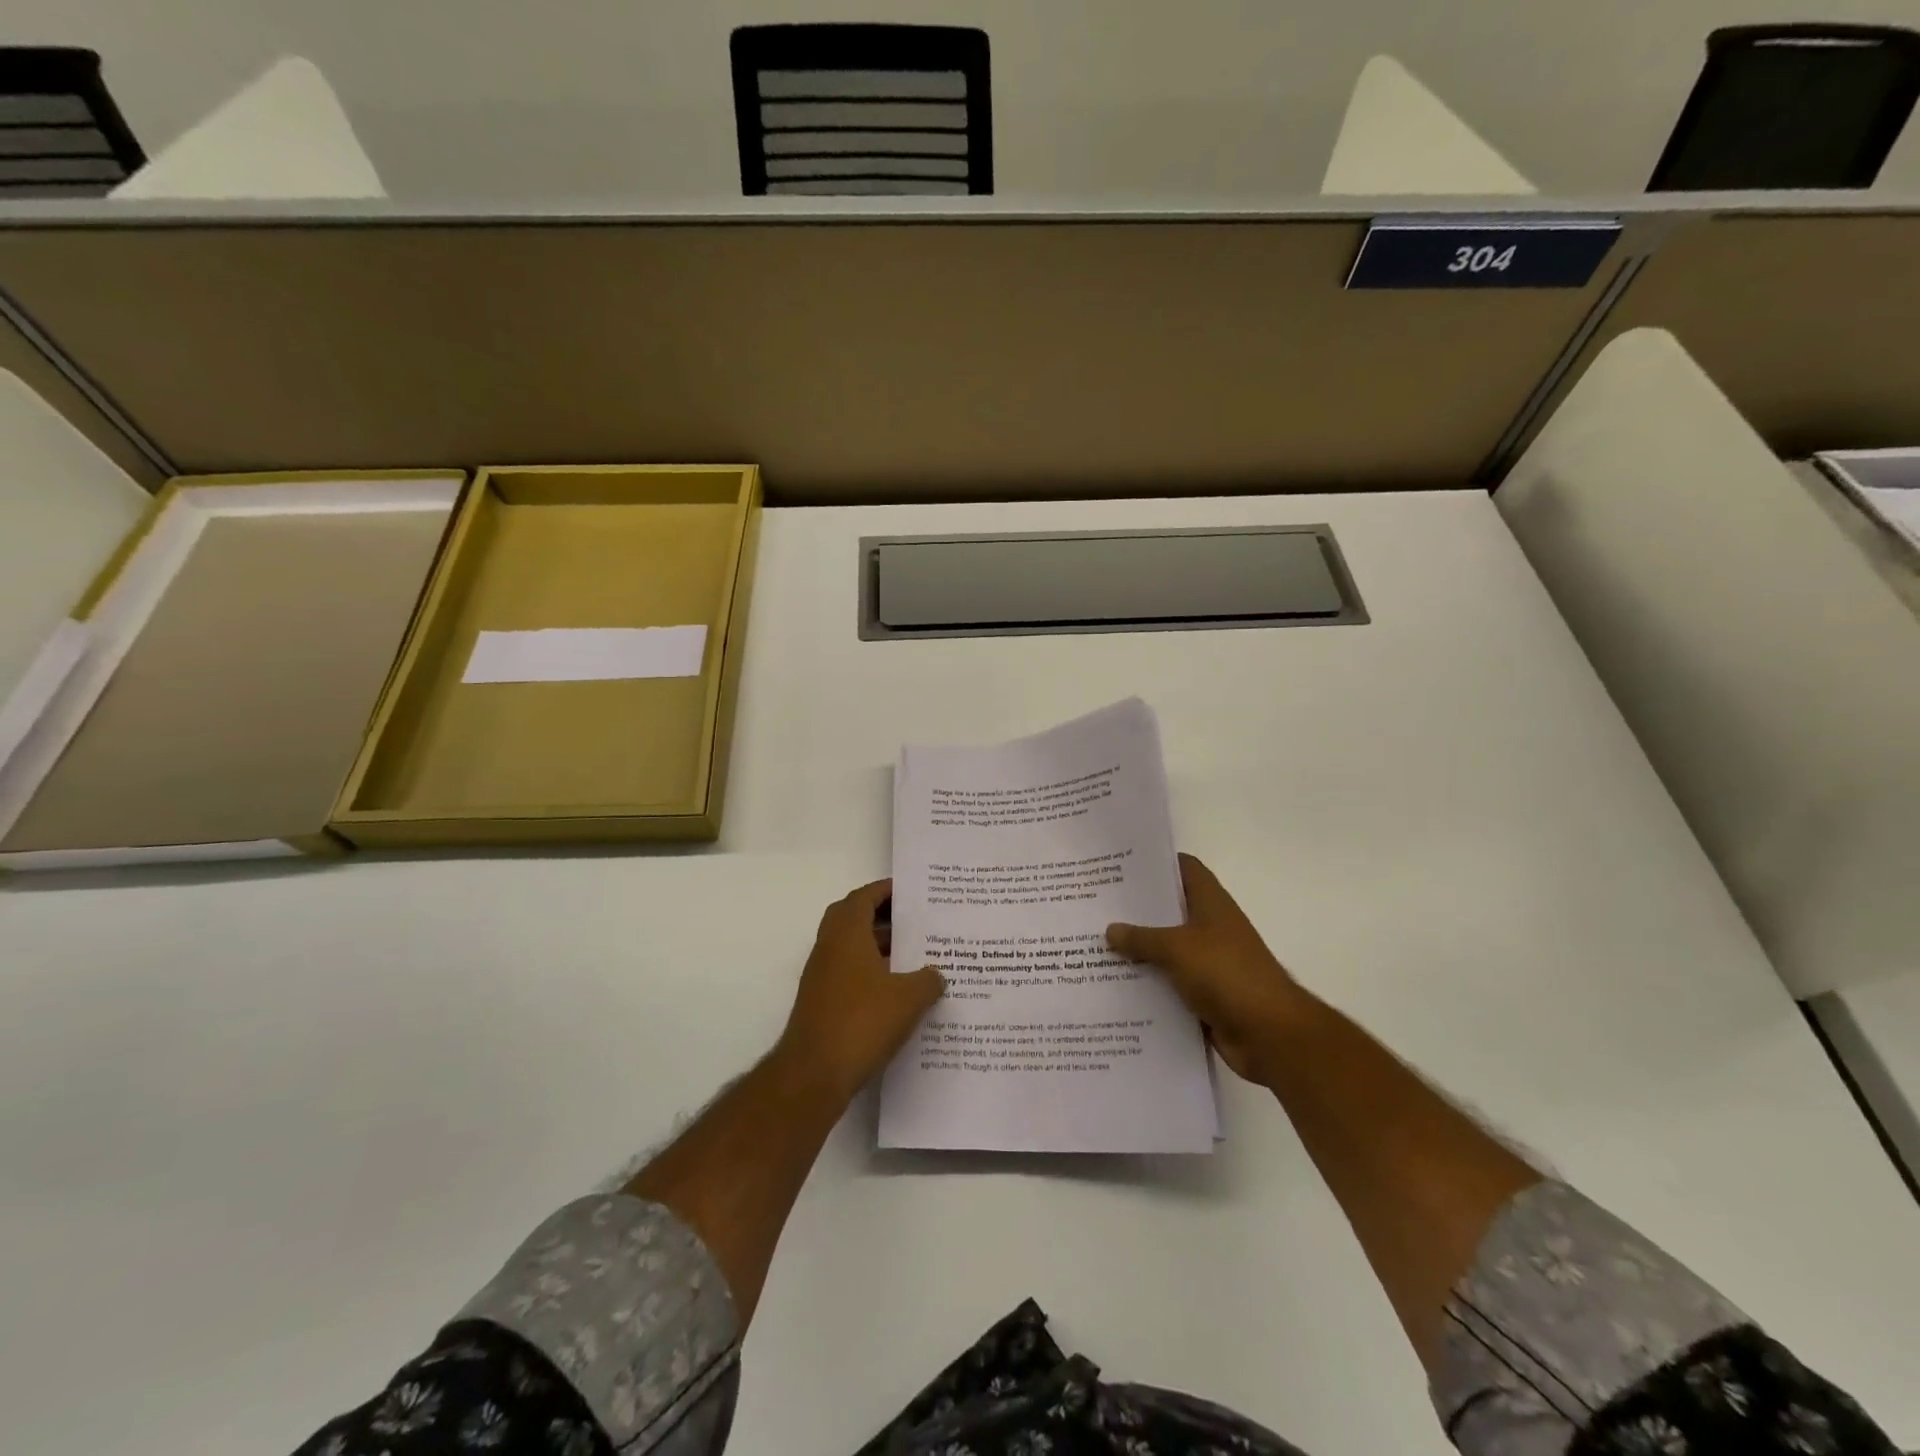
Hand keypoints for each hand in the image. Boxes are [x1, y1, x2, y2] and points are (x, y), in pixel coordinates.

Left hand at [777, 879, 945, 1103]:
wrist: (813, 1074)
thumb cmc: (862, 1022)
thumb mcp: (908, 999)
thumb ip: (927, 980)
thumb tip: (937, 974)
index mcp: (846, 934)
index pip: (863, 897)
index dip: (885, 891)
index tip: (910, 892)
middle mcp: (829, 948)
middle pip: (852, 918)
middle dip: (880, 916)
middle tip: (912, 921)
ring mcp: (821, 977)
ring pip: (850, 948)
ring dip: (877, 947)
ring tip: (914, 956)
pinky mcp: (822, 1003)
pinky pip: (848, 974)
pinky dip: (870, 973)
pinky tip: (897, 992)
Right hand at [1107, 854, 1305, 1085]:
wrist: (1270, 1034)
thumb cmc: (1227, 974)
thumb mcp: (1177, 948)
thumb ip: (1142, 938)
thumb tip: (1110, 929)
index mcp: (1211, 904)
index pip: (1183, 868)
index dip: (1156, 862)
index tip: (1120, 864)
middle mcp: (1210, 928)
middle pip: (1170, 910)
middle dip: (1137, 909)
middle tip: (1096, 905)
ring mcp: (1209, 963)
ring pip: (1166, 949)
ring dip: (1138, 950)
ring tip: (1095, 944)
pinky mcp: (1205, 995)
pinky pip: (1169, 983)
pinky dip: (1148, 984)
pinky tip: (1114, 985)